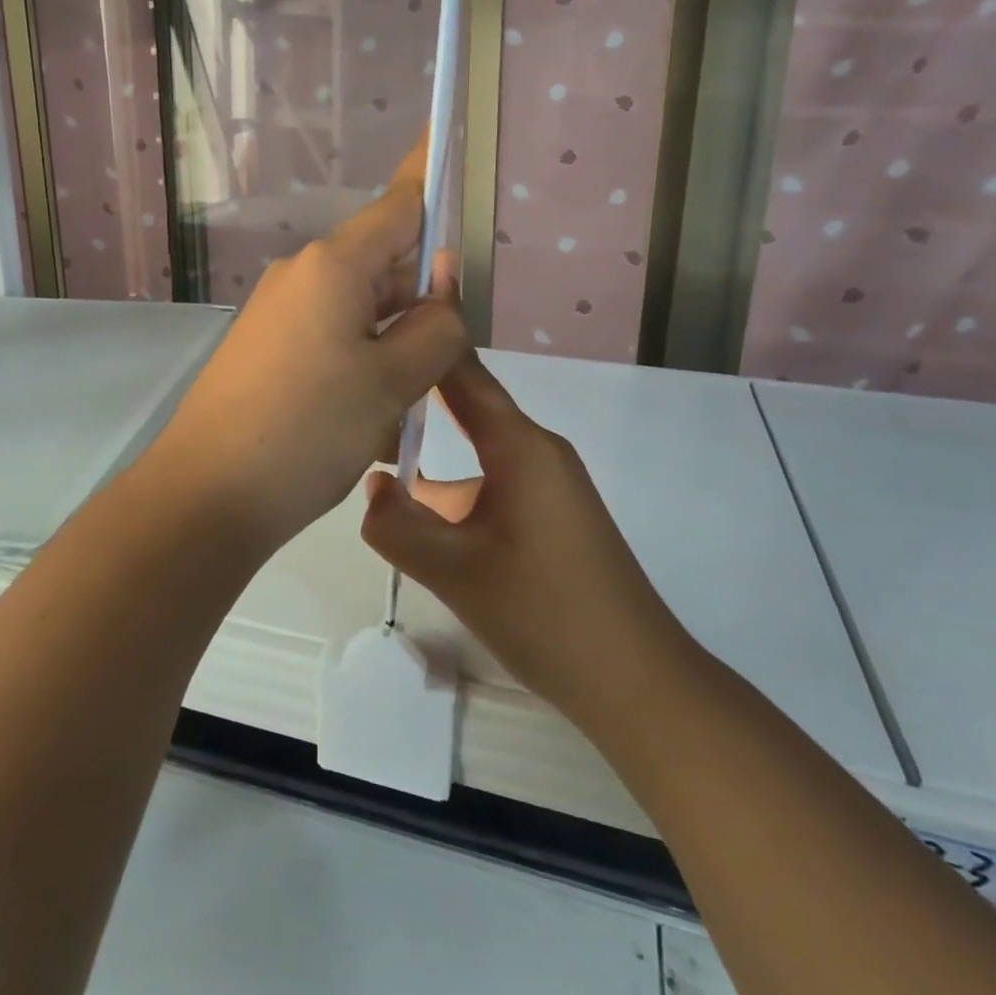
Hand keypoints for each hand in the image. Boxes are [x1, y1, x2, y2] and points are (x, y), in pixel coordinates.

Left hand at [149, 158, 467, 554]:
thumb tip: (444, 290)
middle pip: (384, 267)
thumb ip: (436, 327)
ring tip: (394, 415)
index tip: (446, 143)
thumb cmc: (306, 430)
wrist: (205, 496)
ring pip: (361, 314)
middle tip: (438, 367)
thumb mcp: (391, 382)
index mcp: (333, 266)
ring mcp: (278, 314)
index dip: (428, 177)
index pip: (397, 205)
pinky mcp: (266, 351)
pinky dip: (360, 371)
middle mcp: (302, 277)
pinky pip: (331, 343)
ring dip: (391, 351)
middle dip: (420, 306)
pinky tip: (364, 427)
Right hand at [359, 351, 684, 731]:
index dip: (427, 337)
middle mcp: (538, 450)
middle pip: (467, 407)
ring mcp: (549, 482)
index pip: (463, 373)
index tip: (383, 312)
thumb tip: (369, 485)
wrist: (637, 682)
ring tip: (375, 454)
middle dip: (415, 398)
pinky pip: (494, 480)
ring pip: (477, 451)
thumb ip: (396, 524)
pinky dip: (456, 488)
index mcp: (520, 446)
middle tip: (358, 393)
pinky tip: (424, 516)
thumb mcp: (454, 571)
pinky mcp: (552, 513)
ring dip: (434, 452)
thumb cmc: (544, 613)